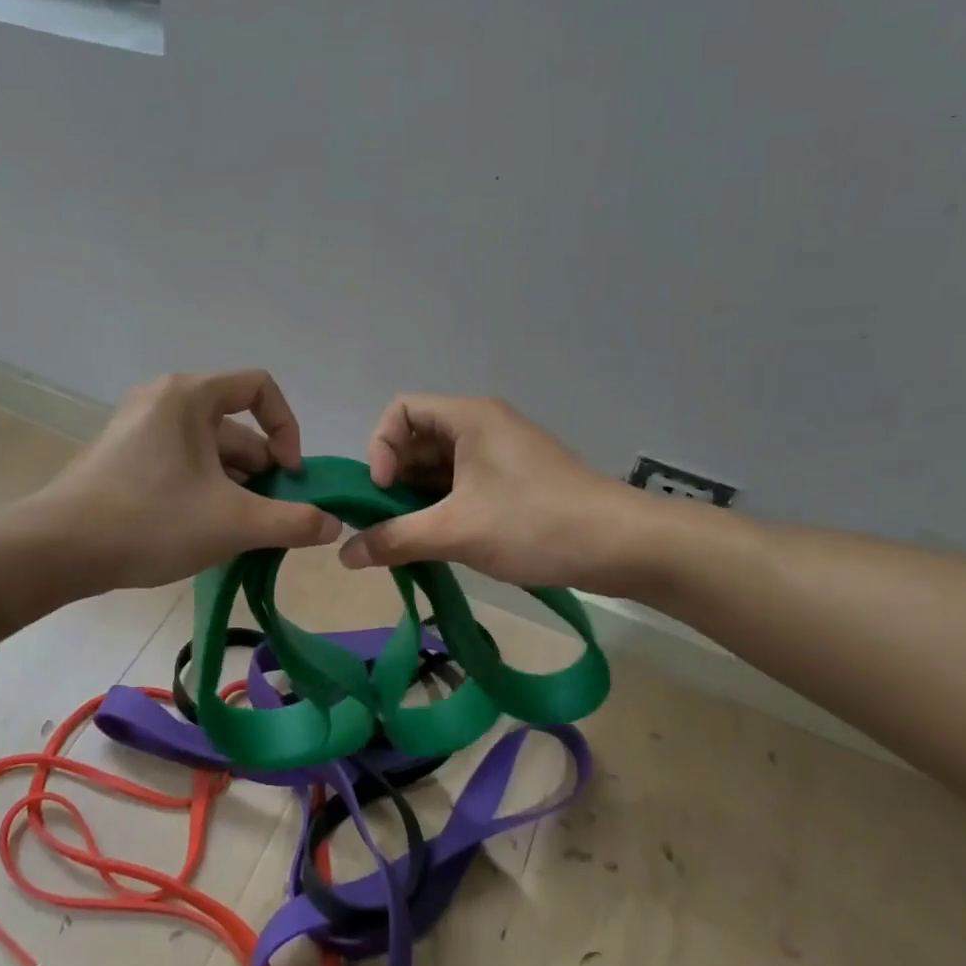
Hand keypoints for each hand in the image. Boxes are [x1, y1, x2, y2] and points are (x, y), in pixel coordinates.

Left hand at [32, 370, 341, 592]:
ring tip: (240, 531)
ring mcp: (139, 428)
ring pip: (208, 450)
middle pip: (234, 426)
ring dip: (234, 486)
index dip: (287, 428)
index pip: (260, 388)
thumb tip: (333, 526)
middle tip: (270, 517)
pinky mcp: (123, 456)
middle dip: (261, 471)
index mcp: (189, 396)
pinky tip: (205, 531)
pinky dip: (203, 489)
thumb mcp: (233, 523)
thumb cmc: (151, 521)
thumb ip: (292, 522)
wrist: (57, 550)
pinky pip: (180, 462)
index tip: (289, 474)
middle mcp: (163, 400)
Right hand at [338, 394, 631, 589]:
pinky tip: (439, 541)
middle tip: (388, 523)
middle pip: (417, 439)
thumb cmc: (534, 524)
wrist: (621, 546)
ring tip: (410, 539)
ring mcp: (501, 453)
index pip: (401, 410)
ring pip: (440, 466)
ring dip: (417, 498)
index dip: (380, 447)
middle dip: (394, 480)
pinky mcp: (514, 480)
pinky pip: (462, 483)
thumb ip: (395, 539)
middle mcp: (483, 426)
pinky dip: (443, 507)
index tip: (382, 491)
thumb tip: (343, 555)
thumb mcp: (457, 531)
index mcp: (469, 418)